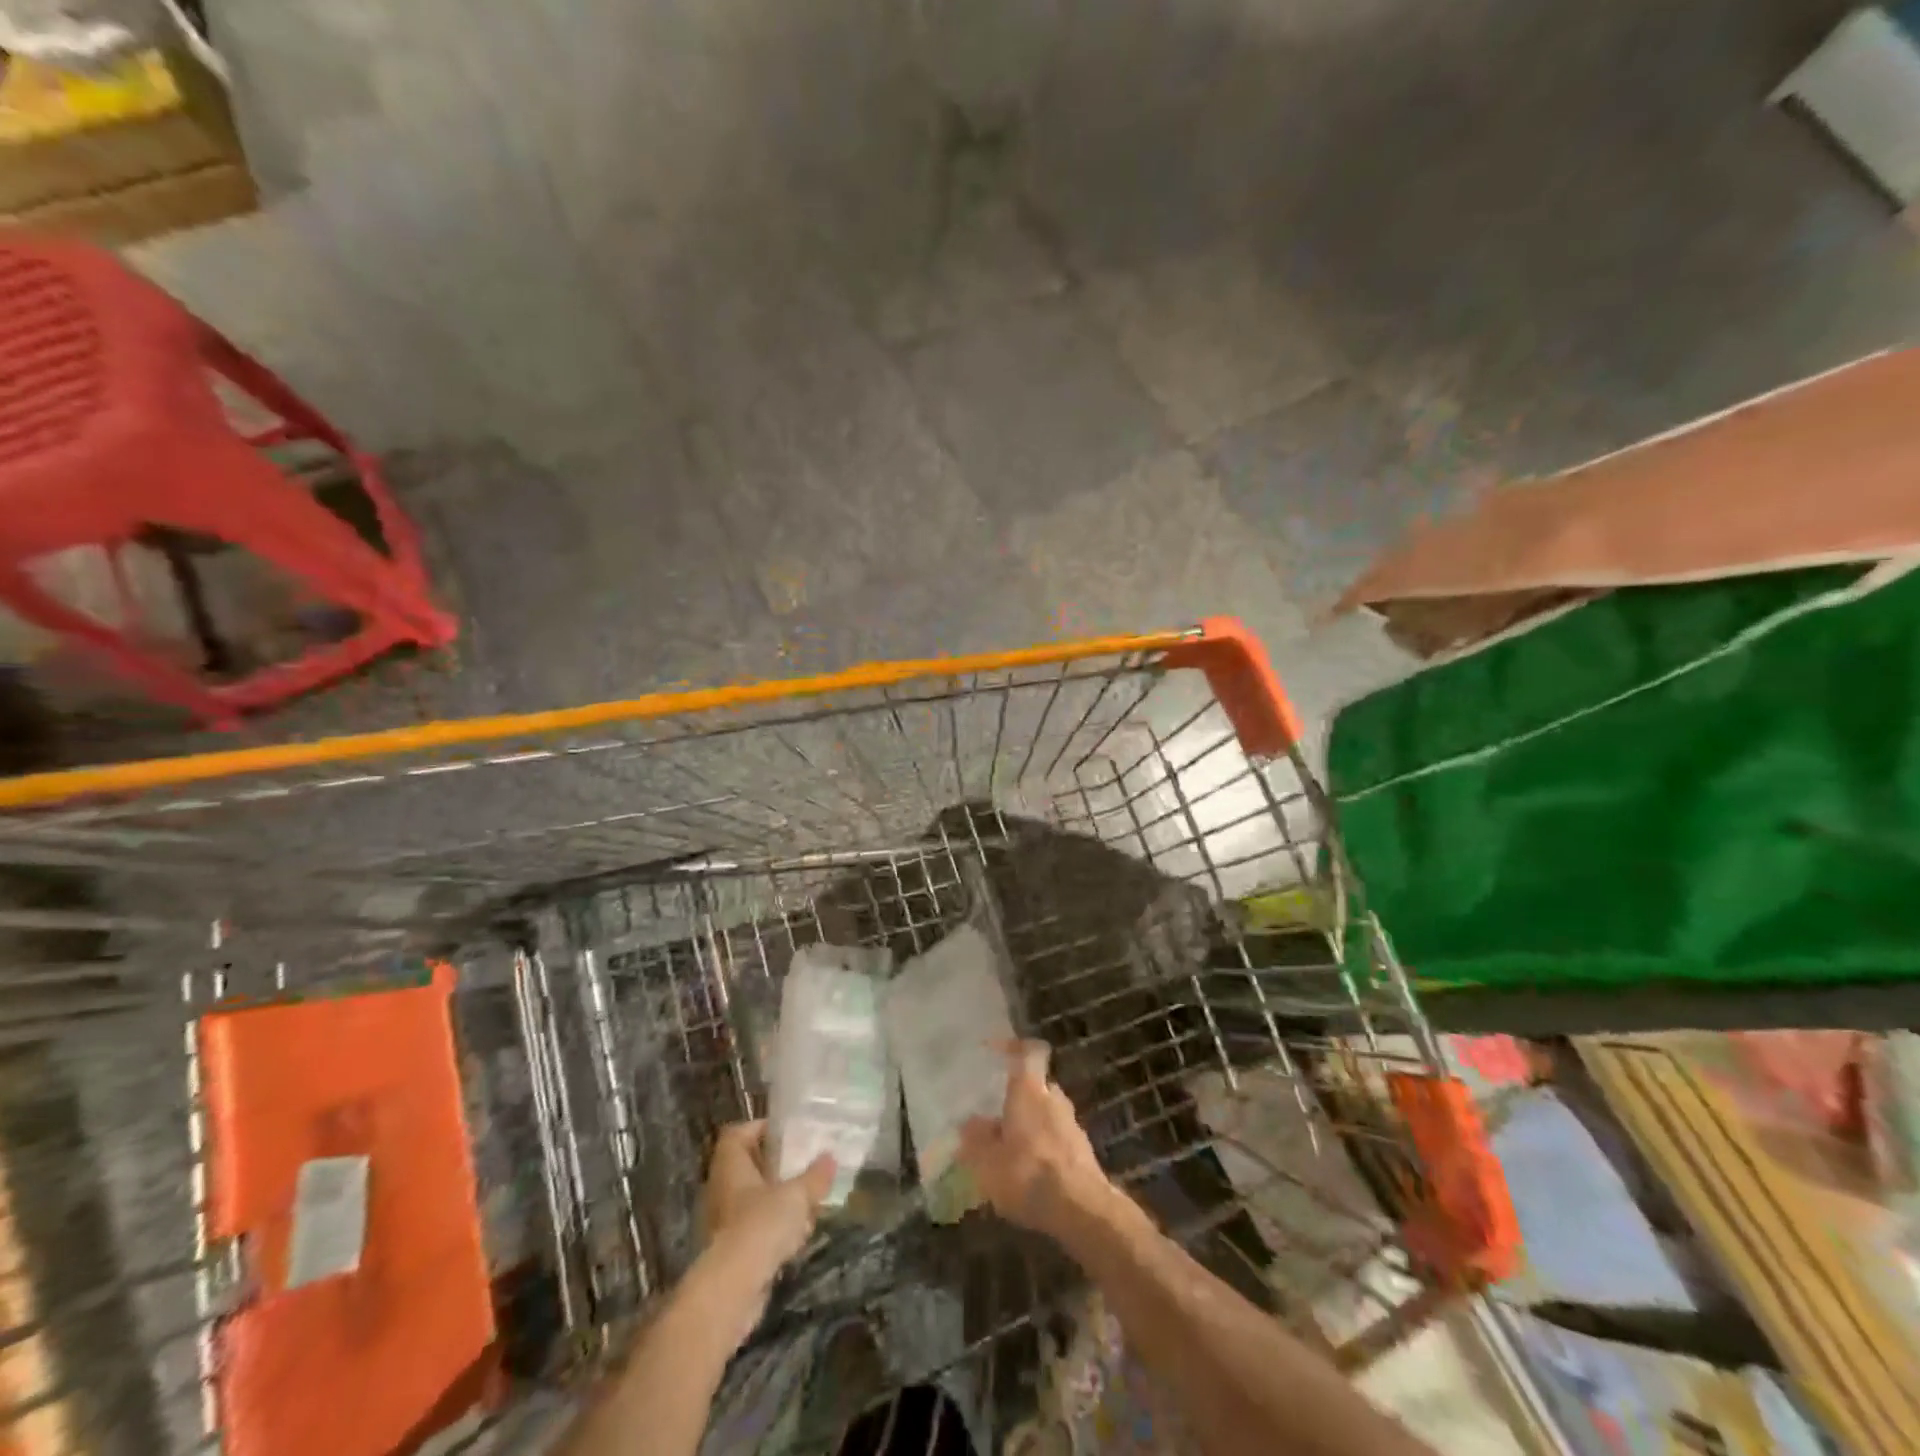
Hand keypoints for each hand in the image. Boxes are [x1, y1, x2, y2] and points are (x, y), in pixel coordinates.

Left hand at [701, 1121, 834, 1312]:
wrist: (732, 1289)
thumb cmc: (761, 1225)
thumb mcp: (797, 1195)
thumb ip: (815, 1176)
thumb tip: (830, 1157)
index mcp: (731, 1165)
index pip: (737, 1134)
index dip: (759, 1128)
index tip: (786, 1133)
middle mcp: (720, 1189)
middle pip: (746, 1166)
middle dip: (774, 1166)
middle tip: (802, 1164)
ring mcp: (722, 1222)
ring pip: (750, 1199)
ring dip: (775, 1199)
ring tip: (806, 1200)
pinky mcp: (729, 1252)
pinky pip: (752, 1229)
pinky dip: (772, 1228)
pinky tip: (796, 1235)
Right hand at [958, 1040, 1114, 1239]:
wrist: (1082, 1211)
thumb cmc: (1028, 1174)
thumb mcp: (987, 1161)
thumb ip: (974, 1140)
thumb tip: (968, 1124)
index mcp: (1030, 1090)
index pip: (1026, 1052)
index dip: (1012, 1047)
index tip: (994, 1050)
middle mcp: (1054, 1098)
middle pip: (1034, 1085)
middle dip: (1016, 1097)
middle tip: (994, 1114)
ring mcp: (1072, 1124)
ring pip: (1045, 1114)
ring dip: (1028, 1125)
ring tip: (1007, 1149)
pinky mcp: (1083, 1152)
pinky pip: (1055, 1138)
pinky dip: (1041, 1147)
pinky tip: (1028, 1173)